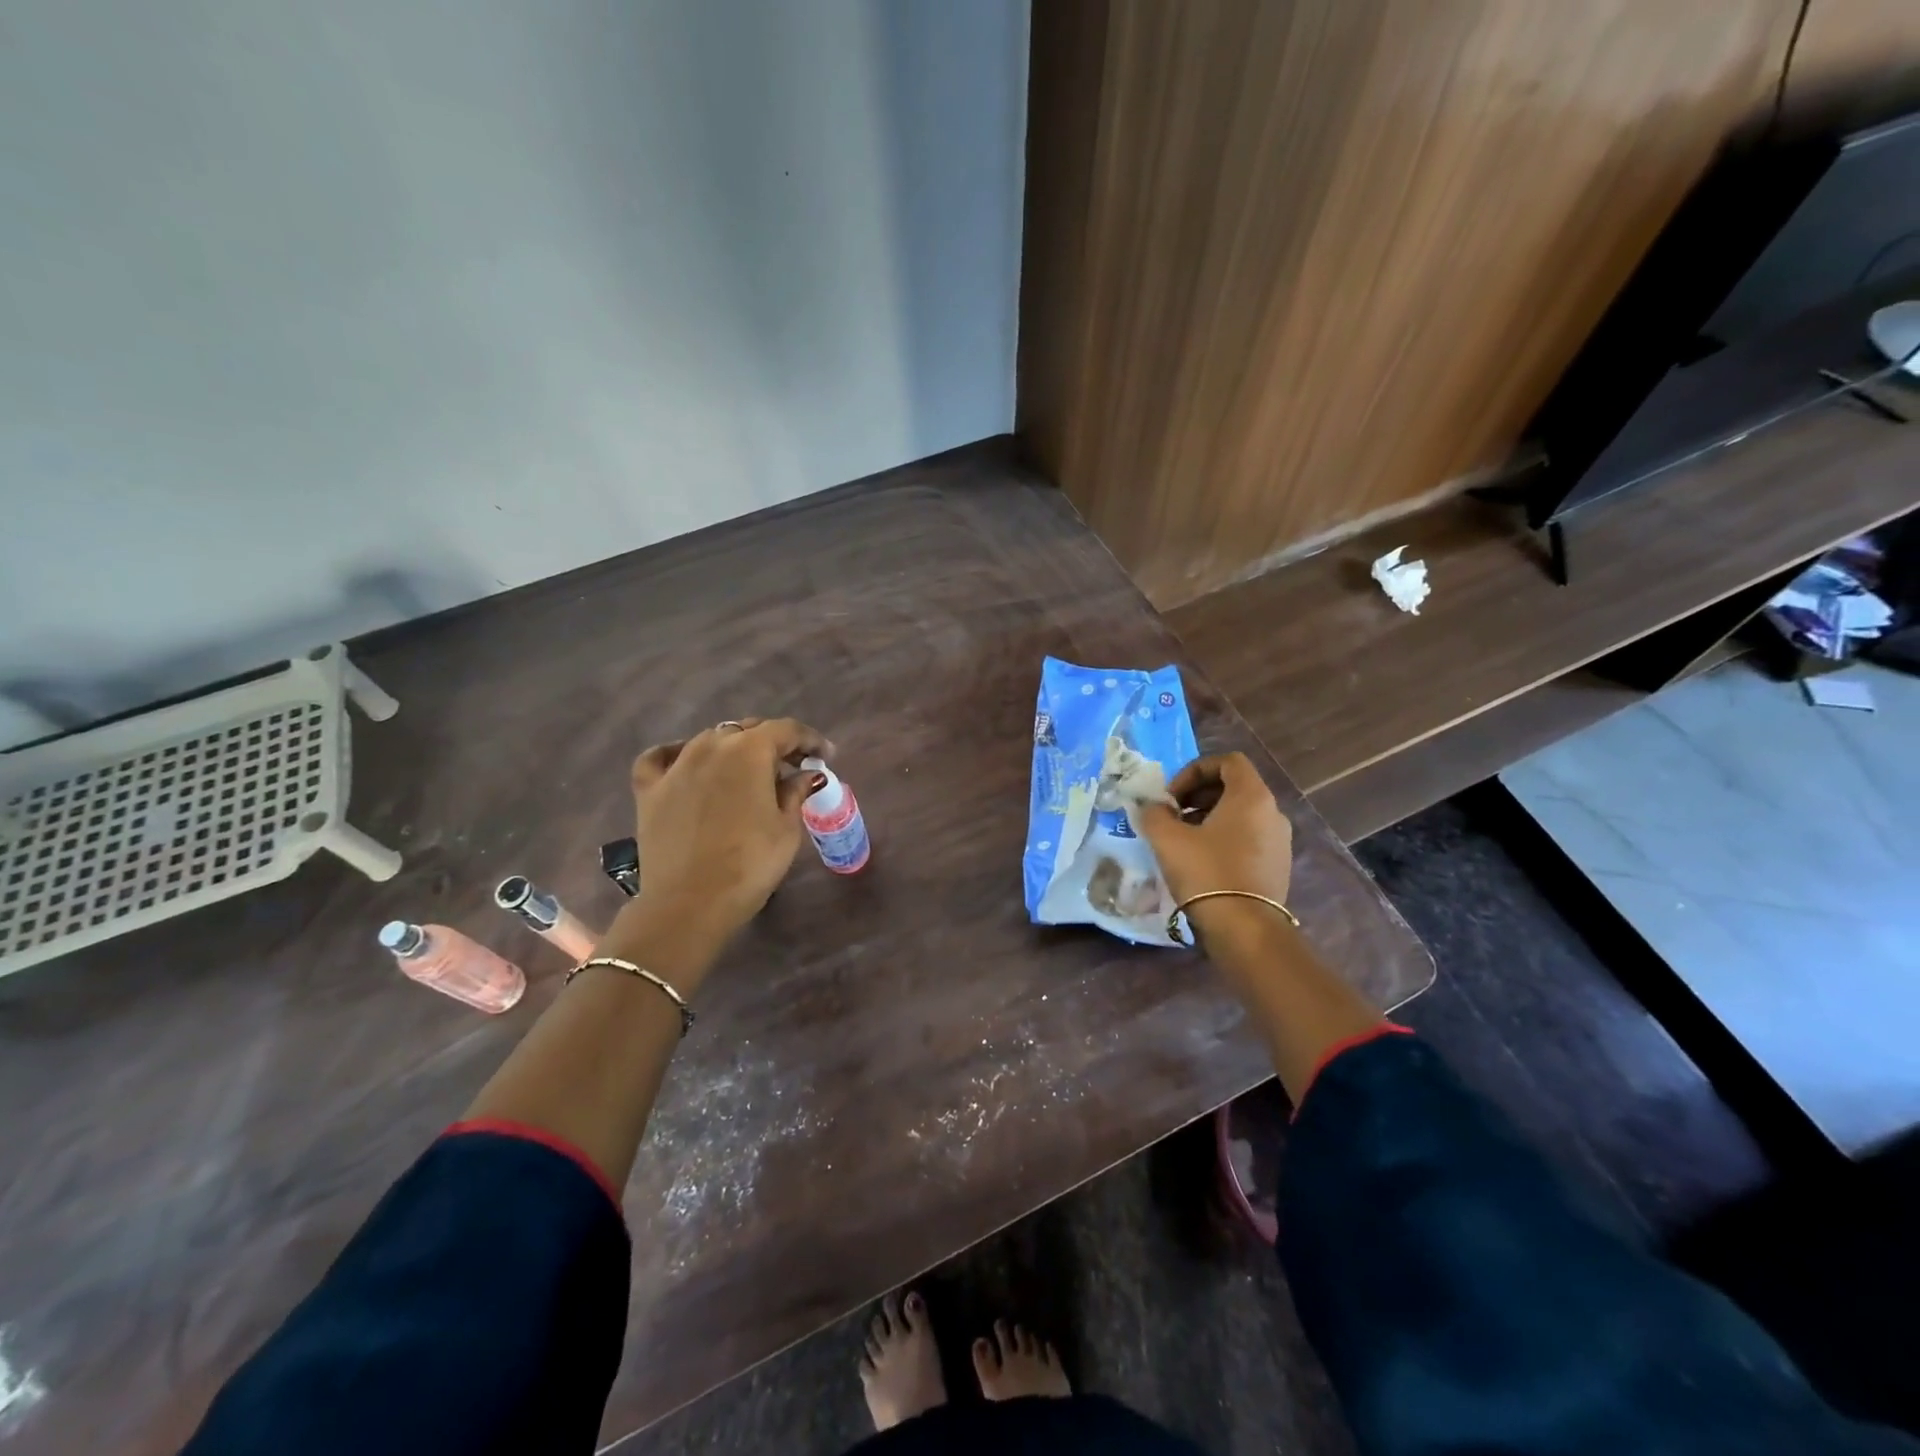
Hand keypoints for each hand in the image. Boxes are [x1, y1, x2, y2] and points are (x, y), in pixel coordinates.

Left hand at [629, 718, 832, 939]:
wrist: (689, 905)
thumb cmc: (749, 865)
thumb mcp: (786, 829)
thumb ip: (796, 792)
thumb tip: (806, 774)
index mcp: (749, 751)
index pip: (786, 730)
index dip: (810, 739)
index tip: (825, 754)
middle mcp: (711, 746)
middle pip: (747, 730)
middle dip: (774, 744)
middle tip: (792, 766)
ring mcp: (676, 765)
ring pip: (709, 741)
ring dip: (733, 749)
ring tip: (747, 772)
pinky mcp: (649, 789)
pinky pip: (661, 758)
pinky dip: (677, 754)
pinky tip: (687, 763)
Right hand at [1131, 752, 1292, 911]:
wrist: (1245, 930)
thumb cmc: (1207, 872)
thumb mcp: (1167, 839)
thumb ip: (1154, 814)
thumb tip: (1153, 808)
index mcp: (1252, 796)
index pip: (1227, 761)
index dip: (1194, 771)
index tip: (1172, 796)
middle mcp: (1273, 812)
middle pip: (1234, 787)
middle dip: (1199, 795)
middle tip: (1173, 815)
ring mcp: (1280, 841)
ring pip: (1241, 815)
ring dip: (1210, 818)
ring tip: (1184, 841)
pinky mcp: (1278, 867)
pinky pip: (1249, 839)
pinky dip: (1225, 839)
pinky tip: (1203, 863)